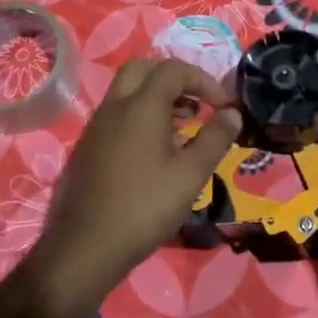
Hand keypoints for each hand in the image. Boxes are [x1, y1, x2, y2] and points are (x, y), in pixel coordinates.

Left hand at [24, 59, 240, 317]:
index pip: (174, 70)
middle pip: (143, 69)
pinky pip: (117, 116)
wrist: (84, 249)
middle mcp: (115, 107)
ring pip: (127, 92)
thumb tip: (232, 113)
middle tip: (197, 103)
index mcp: (141, 106)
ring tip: (184, 128)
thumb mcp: (191, 174)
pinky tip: (157, 152)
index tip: (223, 106)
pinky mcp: (88, 149)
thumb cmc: (145, 207)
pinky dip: (140, 117)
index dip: (203, 80)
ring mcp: (96, 127)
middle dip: (174, 78)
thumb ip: (215, 138)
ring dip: (157, 98)